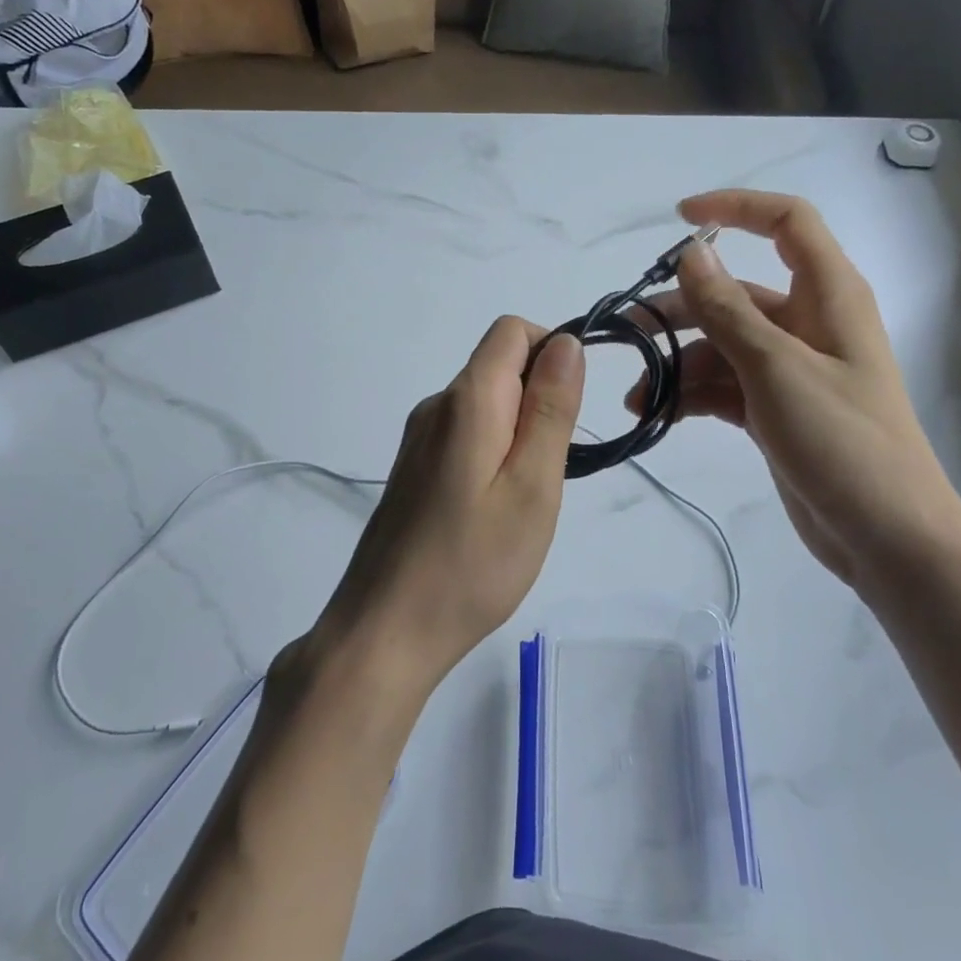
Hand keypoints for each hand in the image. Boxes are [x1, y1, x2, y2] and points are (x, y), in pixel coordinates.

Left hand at [311, 317, 583, 696]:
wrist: (387, 629)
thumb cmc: (473, 562)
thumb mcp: (533, 484)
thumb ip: (551, 408)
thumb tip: (567, 342)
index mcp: (467, 399)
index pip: (512, 331)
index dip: (554, 351)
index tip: (572, 411)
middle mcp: (436, 407)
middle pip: (500, 367)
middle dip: (541, 402)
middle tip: (550, 474)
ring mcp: (419, 440)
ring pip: (486, 407)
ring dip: (520, 435)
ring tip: (524, 502)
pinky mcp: (413, 470)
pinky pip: (466, 438)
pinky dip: (494, 456)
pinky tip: (493, 513)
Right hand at [628, 189, 960, 590]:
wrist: (886, 536)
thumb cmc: (842, 442)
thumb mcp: (777, 369)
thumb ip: (729, 310)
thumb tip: (693, 253)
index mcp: (829, 296)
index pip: (787, 224)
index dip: (736, 208)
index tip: (679, 220)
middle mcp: (810, 325)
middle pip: (736, 296)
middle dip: (681, 310)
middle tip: (629, 334)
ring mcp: (791, 370)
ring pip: (722, 346)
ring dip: (678, 364)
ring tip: (636, 396)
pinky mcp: (775, 409)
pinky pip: (724, 386)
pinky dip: (691, 394)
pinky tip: (656, 413)